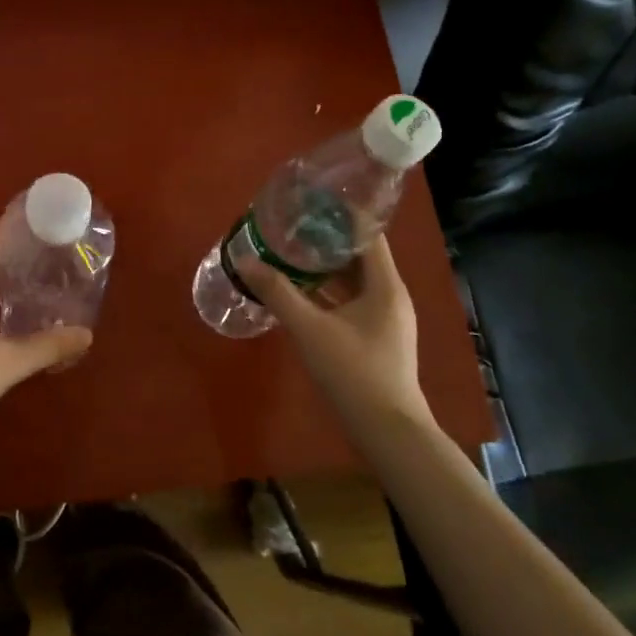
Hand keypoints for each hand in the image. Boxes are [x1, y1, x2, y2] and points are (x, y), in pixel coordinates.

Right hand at [237, 233, 430, 425]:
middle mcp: (391, 296)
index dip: (341, 216)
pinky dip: (328, 292)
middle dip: (326, 241)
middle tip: (290, 228)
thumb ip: (277, 292)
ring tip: (289, 254)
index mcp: (385, 285)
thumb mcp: (309, 329)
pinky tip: (300, 293)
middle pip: (359, 256)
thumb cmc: (353, 372)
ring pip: (354, 281)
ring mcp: (386, 319)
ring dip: (324, 268)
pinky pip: (351, 302)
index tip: (310, 204)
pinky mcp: (376, 337)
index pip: (368, 235)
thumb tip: (244, 259)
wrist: (387, 431)